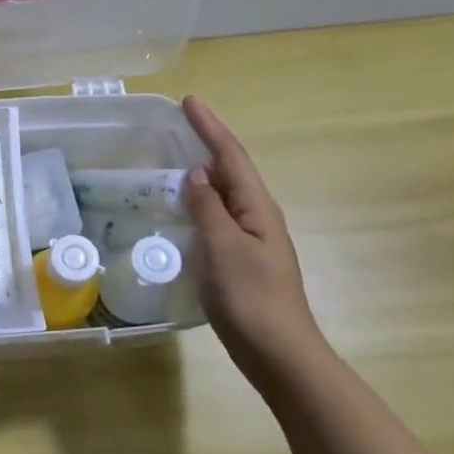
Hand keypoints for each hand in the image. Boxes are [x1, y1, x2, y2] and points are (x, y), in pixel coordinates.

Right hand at [181, 96, 327, 377]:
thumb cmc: (250, 296)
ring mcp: (252, 240)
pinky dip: (200, 204)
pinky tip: (183, 210)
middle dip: (207, 144)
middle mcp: (258, 217)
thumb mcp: (223, 246)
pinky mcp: (241, 260)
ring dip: (203, 174)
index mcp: (257, 207)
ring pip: (224, 195)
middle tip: (177, 126)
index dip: (210, 127)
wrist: (278, 352)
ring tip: (175, 160)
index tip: (188, 101)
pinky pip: (218, 218)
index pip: (231, 156)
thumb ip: (207, 207)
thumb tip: (197, 174)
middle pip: (231, 170)